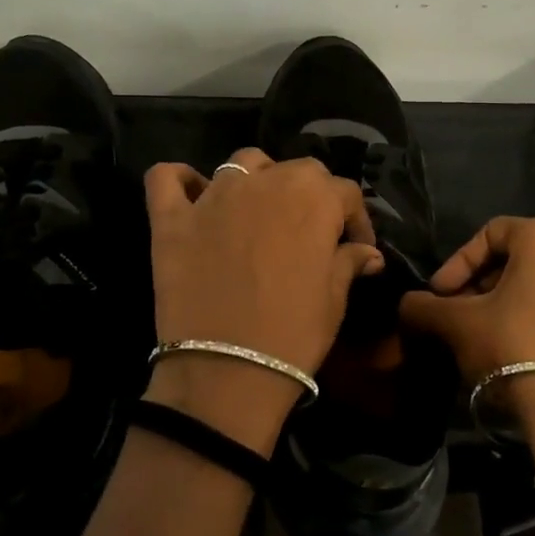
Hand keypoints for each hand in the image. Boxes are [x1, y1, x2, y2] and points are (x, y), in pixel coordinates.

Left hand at [145, 150, 382, 441]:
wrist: (226, 371)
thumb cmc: (293, 334)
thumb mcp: (334, 299)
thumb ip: (348, 263)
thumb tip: (367, 253)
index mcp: (313, 198)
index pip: (345, 191)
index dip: (354, 219)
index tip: (355, 247)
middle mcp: (265, 182)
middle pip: (296, 170)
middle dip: (309, 195)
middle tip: (307, 232)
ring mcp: (214, 196)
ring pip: (241, 163)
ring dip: (256, 180)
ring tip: (257, 212)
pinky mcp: (172, 217)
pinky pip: (167, 178)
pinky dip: (180, 180)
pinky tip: (192, 197)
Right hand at [401, 217, 534, 425]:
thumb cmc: (512, 345)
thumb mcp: (457, 323)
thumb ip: (425, 307)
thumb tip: (407, 305)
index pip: (491, 233)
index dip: (457, 262)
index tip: (439, 294)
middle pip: (521, 260)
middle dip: (484, 284)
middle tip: (460, 313)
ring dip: (513, 304)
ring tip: (488, 335)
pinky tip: (522, 353)